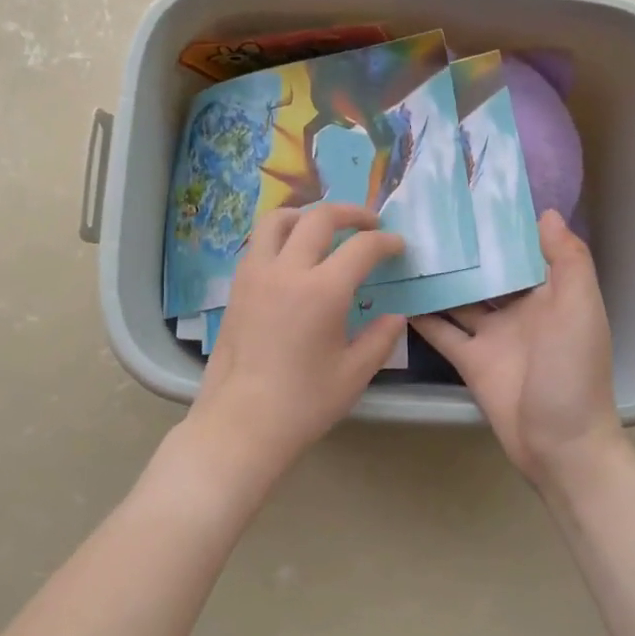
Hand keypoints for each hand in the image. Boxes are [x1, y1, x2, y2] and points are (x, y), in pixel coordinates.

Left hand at [184, 203, 406, 481]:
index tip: (397, 246)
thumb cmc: (303, 403)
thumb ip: (380, 338)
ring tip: (324, 228)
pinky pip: (259, 243)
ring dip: (307, 215)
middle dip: (350, 213)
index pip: (361, 247)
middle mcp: (286, 271)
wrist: (241, 422)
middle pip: (319, 218)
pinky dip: (281, 235)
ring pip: (278, 219)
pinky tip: (293, 256)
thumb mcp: (354, 374)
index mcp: (322, 291)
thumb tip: (395, 316)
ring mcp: (255, 275)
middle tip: (369, 223)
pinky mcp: (237, 286)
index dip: (385, 242)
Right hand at [413, 211, 620, 486]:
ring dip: (439, 277)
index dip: (502, 226)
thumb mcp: (580, 309)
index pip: (524, 251)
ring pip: (460, 298)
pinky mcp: (470, 360)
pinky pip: (442, 331)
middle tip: (424, 216)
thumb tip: (544, 213)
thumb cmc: (573, 370)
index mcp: (550, 294)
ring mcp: (492, 336)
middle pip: (487, 272)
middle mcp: (520, 310)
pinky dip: (422, 315)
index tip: (470, 196)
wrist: (560, 445)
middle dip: (463, 248)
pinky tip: (396, 292)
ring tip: (403, 247)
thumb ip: (567, 260)